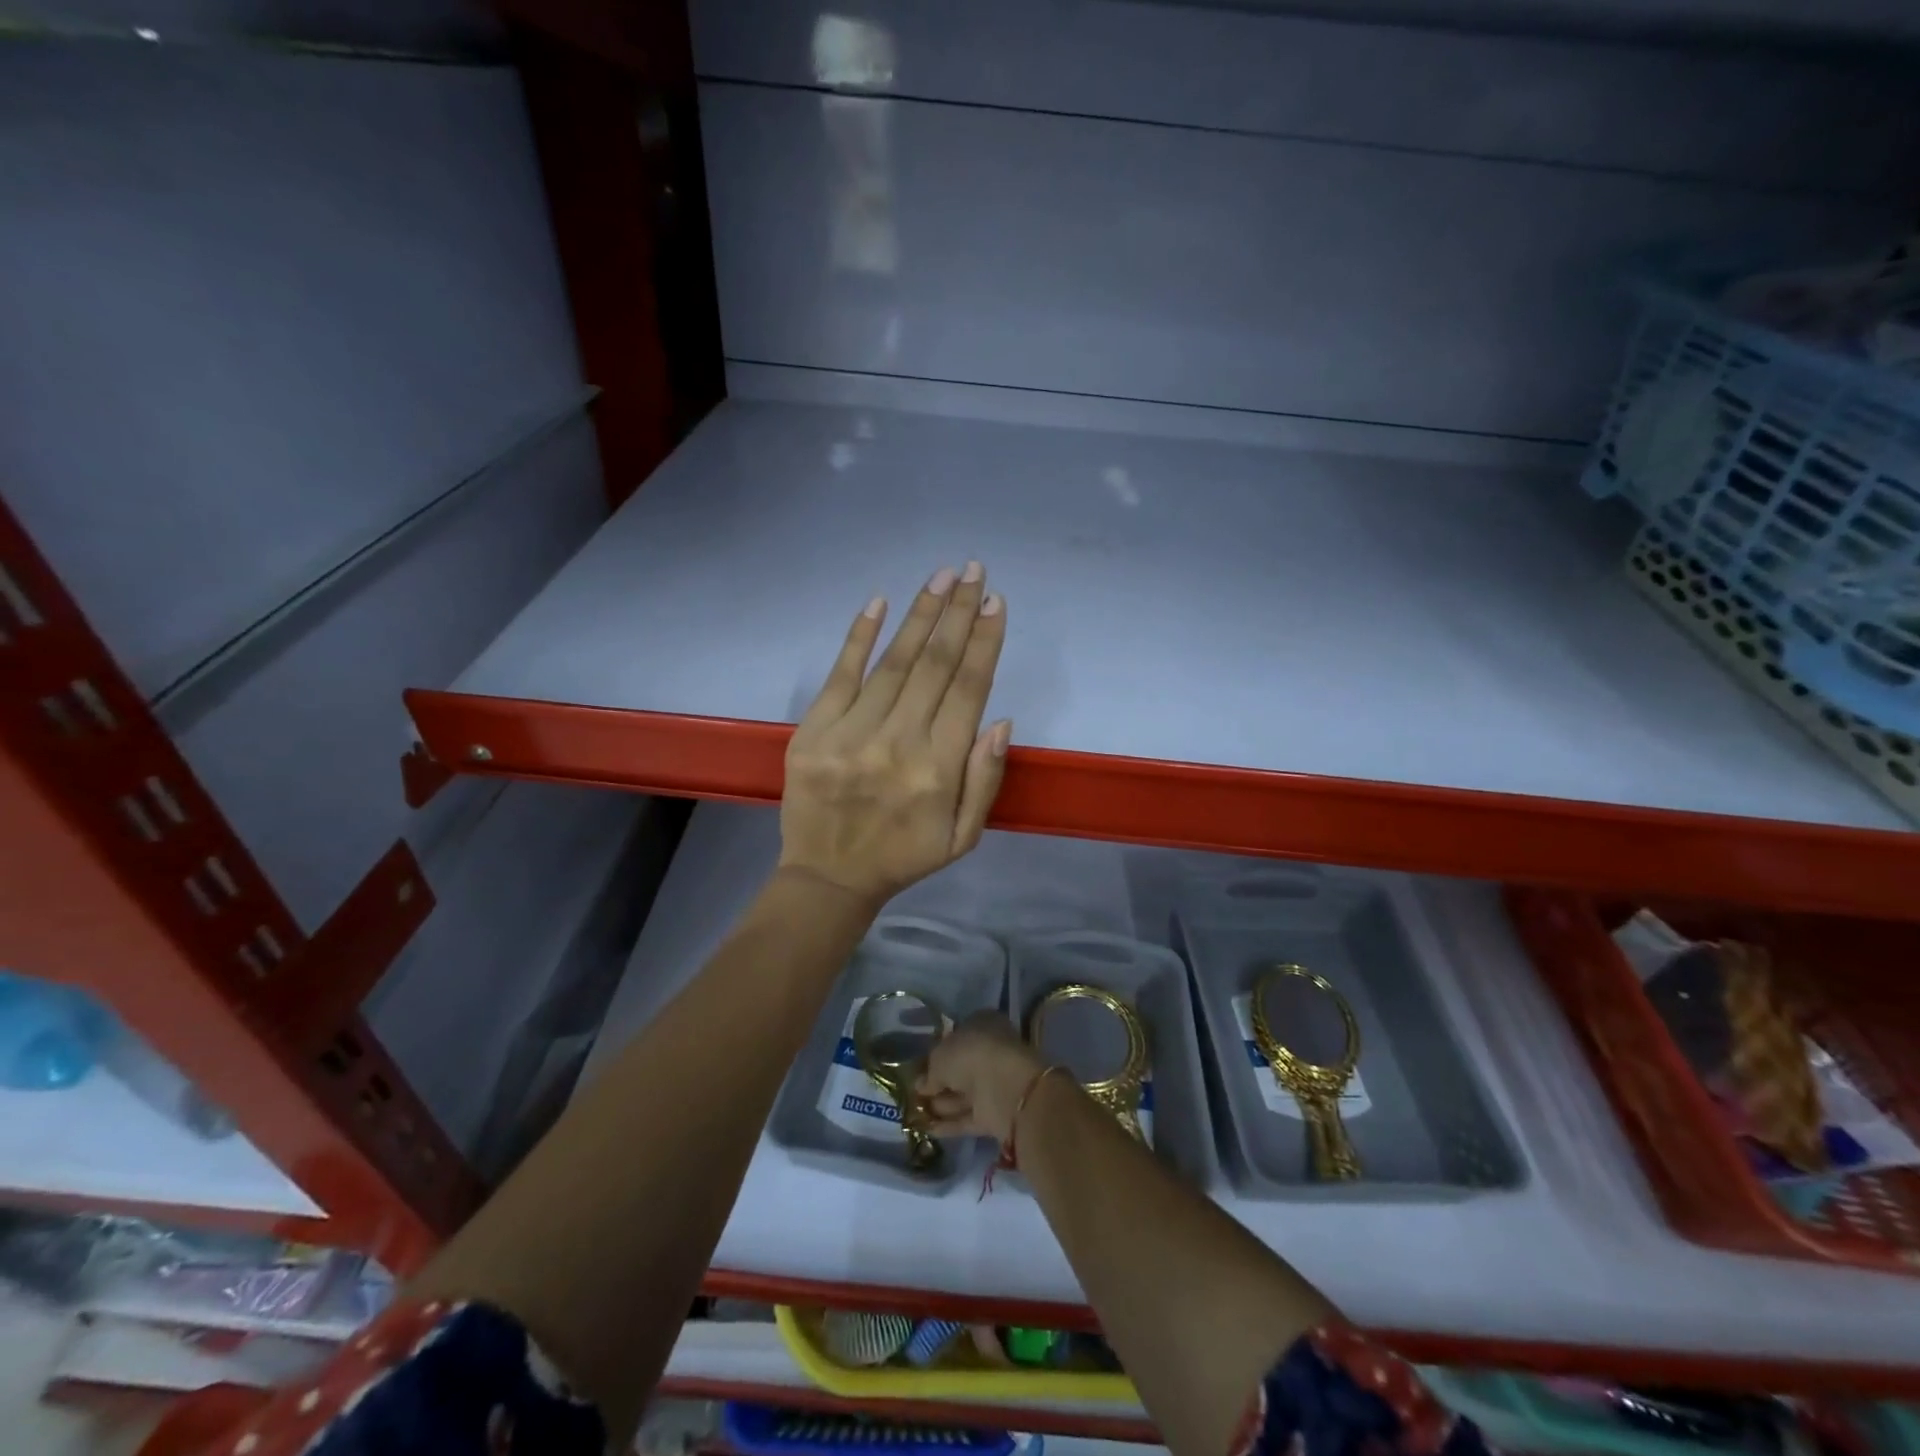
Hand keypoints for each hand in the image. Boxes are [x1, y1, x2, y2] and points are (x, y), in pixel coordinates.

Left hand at [778, 563, 1010, 908]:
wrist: (828, 877)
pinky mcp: (813, 732)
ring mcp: (850, 735)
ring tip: (941, 577)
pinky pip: (839, 676)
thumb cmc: (904, 855)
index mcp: (938, 770)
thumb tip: (1001, 720)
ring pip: (892, 662)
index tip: (996, 603)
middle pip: (934, 665)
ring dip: (919, 615)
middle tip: (974, 572)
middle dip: (958, 613)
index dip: (985, 643)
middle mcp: (897, 743)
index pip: (968, 690)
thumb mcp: (963, 835)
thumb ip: (985, 778)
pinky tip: (878, 602)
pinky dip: (858, 637)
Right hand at [916, 1012, 1045, 1142]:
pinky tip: (927, 1129)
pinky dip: (949, 1124)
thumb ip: (929, 1071)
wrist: (1003, 1087)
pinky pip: (967, 1117)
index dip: (939, 1051)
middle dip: (938, 1082)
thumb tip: (921, 1085)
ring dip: (941, 1104)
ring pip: (963, 1094)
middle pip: (960, 1068)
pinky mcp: (994, 1113)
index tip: (920, 1066)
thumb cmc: (970, 1055)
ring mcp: (993, 1084)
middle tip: (914, 1093)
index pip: (957, 1037)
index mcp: (982, 1025)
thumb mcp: (939, 1056)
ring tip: (915, 1113)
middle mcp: (990, 1052)